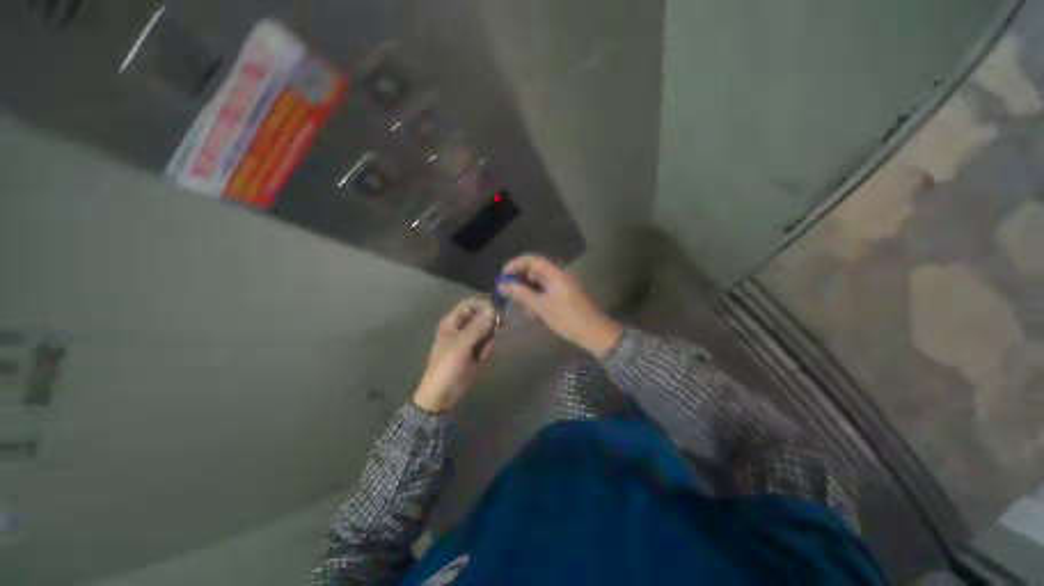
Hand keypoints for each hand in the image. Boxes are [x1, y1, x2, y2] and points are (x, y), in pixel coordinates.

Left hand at [414, 298, 496, 412]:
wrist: (442, 395)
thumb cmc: (447, 366)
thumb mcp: (462, 344)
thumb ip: (478, 325)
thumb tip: (493, 309)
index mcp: (452, 322)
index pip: (470, 305)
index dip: (484, 306)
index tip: (497, 312)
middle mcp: (460, 328)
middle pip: (481, 317)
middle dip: (488, 327)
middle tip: (494, 335)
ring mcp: (468, 341)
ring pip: (486, 331)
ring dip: (488, 341)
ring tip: (482, 354)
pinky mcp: (474, 352)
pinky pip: (486, 344)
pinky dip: (487, 351)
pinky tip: (482, 361)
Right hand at [500, 255, 621, 357]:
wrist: (595, 333)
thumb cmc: (567, 318)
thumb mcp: (541, 306)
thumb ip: (521, 293)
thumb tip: (502, 284)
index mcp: (555, 273)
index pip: (531, 259)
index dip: (515, 265)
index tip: (502, 276)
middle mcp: (560, 275)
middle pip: (535, 271)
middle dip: (521, 282)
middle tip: (511, 296)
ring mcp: (564, 285)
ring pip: (540, 283)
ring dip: (529, 294)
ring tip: (527, 311)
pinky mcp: (566, 295)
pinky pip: (548, 292)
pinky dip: (539, 299)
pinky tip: (536, 314)